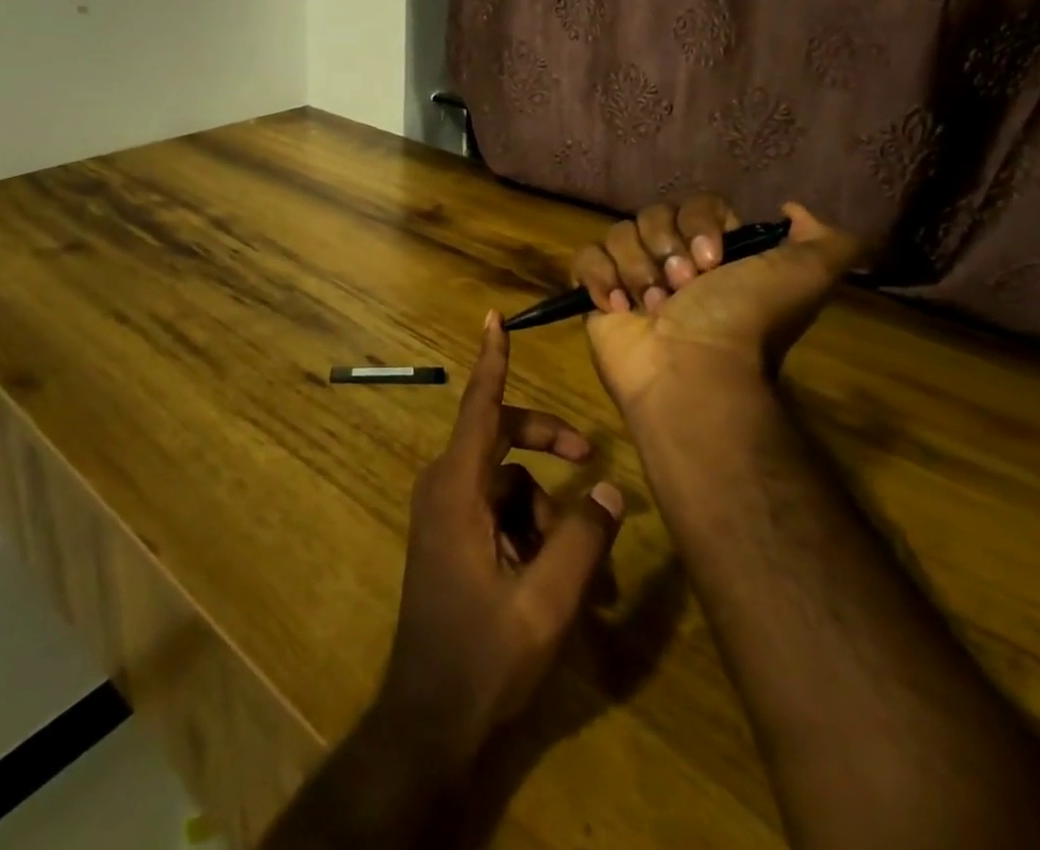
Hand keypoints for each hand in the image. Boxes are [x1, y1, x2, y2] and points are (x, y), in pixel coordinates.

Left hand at [374, 311, 624, 768]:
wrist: (429, 721)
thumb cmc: (483, 656)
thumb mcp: (546, 600)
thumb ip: (583, 538)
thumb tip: (610, 485)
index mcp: (456, 488)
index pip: (479, 406)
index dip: (491, 360)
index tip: (494, 318)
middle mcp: (444, 487)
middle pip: (501, 439)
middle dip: (547, 443)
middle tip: (588, 455)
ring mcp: (445, 512)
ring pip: (508, 483)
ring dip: (547, 513)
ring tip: (583, 572)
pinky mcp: (451, 536)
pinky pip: (498, 511)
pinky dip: (531, 531)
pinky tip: (558, 580)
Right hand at [571, 198, 864, 417]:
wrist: (693, 374)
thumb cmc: (744, 322)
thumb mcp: (807, 277)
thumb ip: (828, 241)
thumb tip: (792, 209)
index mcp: (717, 252)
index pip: (697, 204)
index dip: (699, 225)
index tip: (712, 262)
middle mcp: (674, 260)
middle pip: (653, 215)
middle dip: (665, 250)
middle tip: (682, 289)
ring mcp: (632, 276)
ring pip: (619, 234)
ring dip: (636, 270)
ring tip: (652, 309)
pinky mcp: (597, 295)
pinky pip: (585, 259)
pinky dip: (600, 279)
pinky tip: (619, 308)